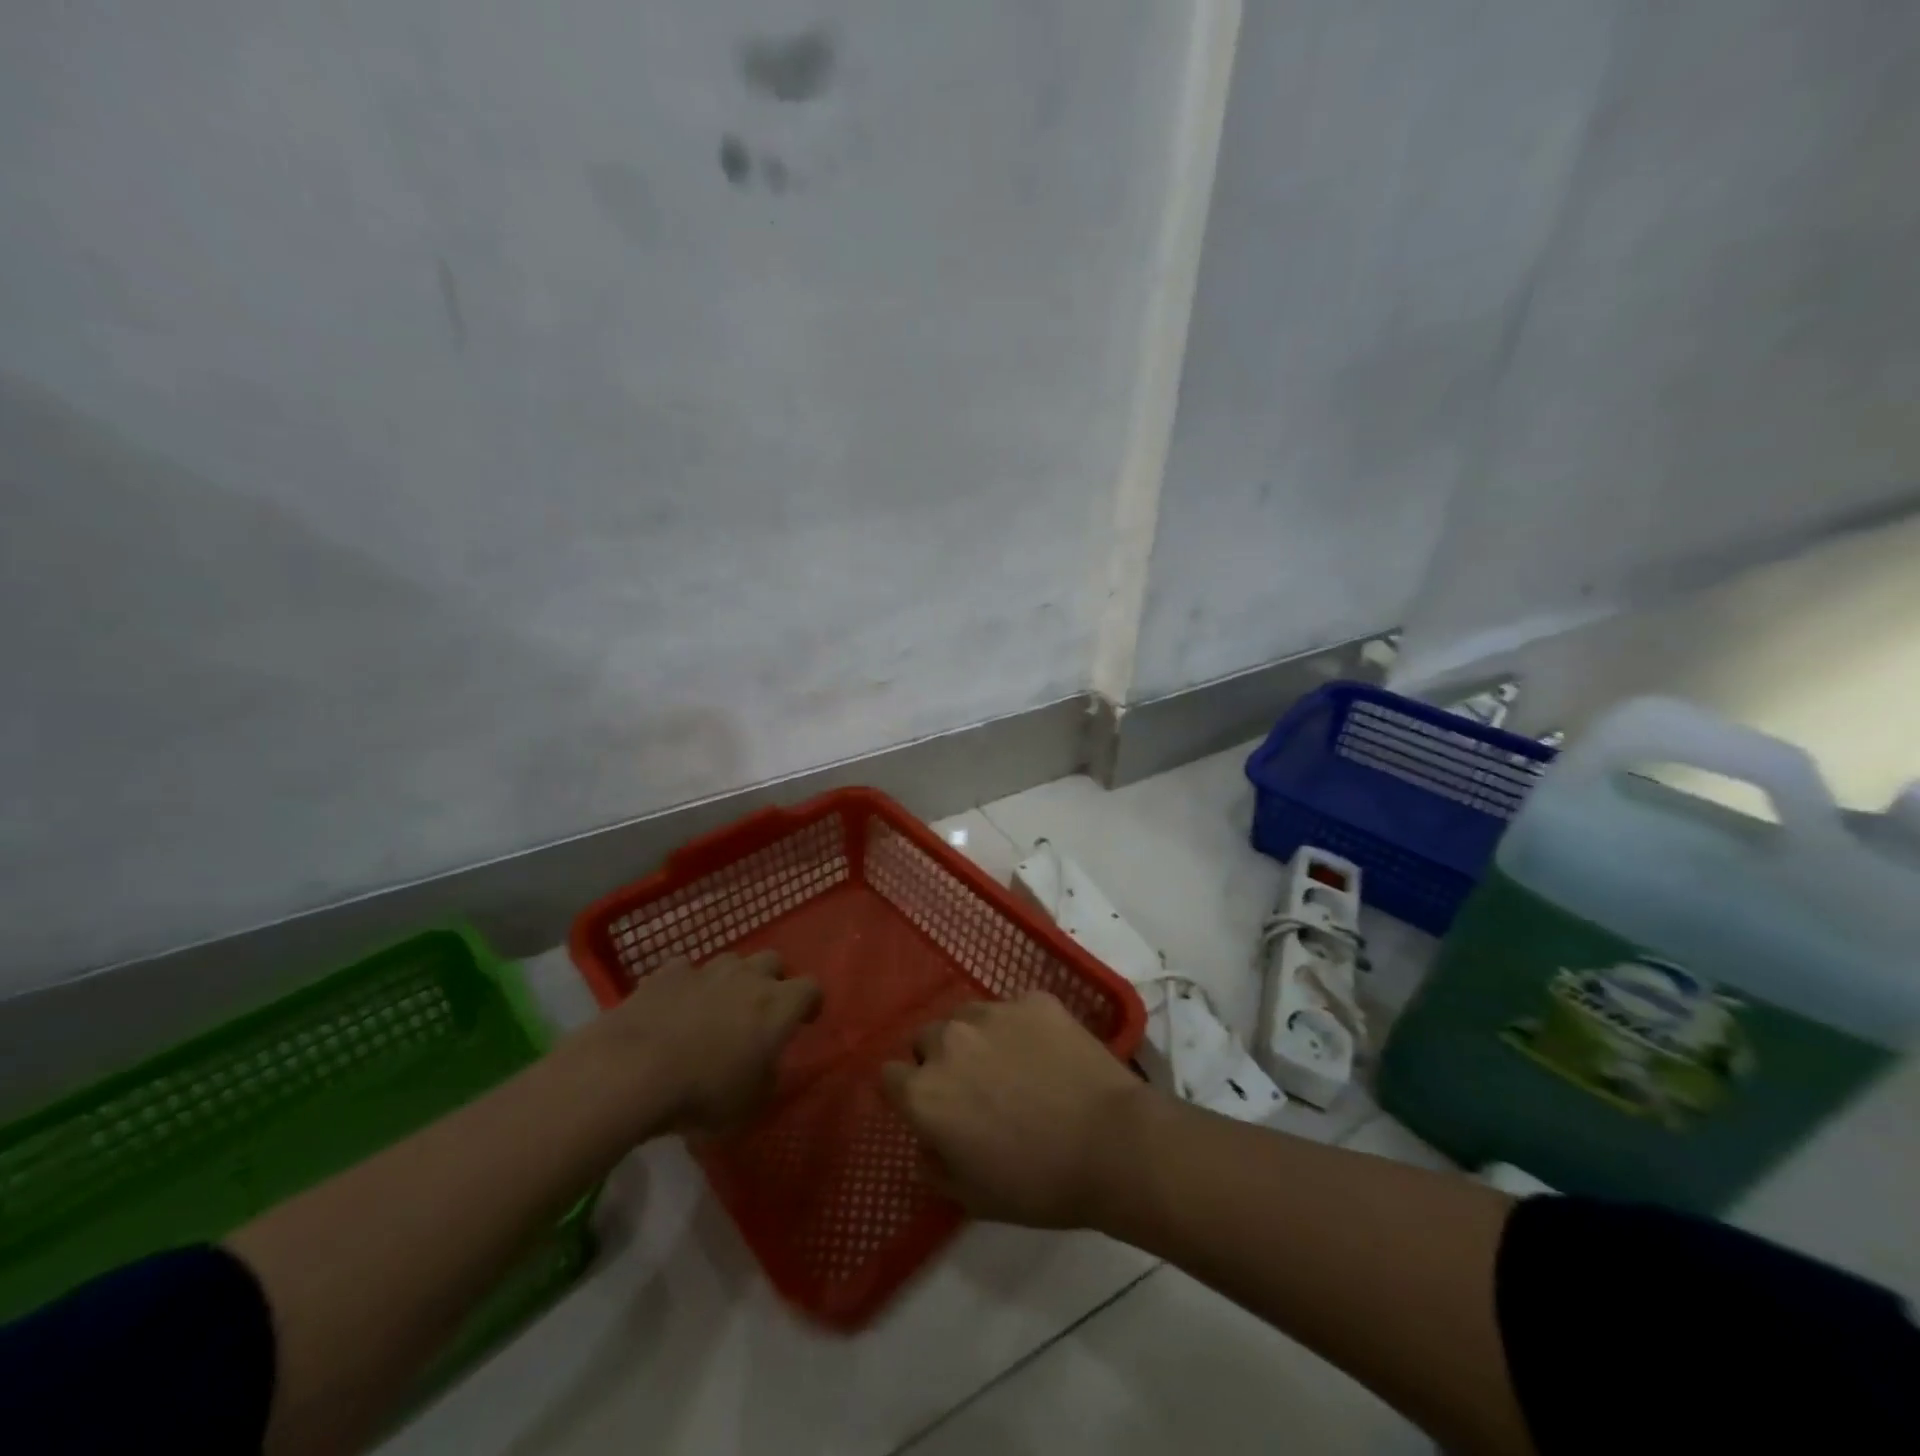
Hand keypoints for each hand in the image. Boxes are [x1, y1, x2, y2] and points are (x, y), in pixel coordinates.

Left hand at [595, 950, 820, 1134]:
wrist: (632, 1071)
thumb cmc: (702, 1093)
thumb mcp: (749, 1103)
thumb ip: (766, 1076)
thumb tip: (765, 1065)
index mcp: (778, 1006)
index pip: (811, 988)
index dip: (810, 1003)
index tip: (803, 1021)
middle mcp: (748, 977)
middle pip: (773, 961)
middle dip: (771, 980)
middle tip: (759, 1011)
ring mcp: (706, 970)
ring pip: (731, 960)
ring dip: (731, 979)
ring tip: (715, 1007)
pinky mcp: (667, 973)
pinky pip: (686, 970)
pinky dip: (687, 985)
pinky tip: (675, 1006)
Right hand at [882, 991, 1146, 1227]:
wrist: (1113, 1145)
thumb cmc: (1038, 1183)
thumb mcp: (972, 1197)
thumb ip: (933, 1165)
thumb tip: (926, 1142)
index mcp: (925, 1091)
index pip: (888, 1076)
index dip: (905, 1092)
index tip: (928, 1107)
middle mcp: (950, 1041)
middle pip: (926, 1038)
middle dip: (940, 1060)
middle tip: (973, 1088)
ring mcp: (994, 1012)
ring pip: (967, 1016)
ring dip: (976, 1037)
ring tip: (1012, 1065)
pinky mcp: (1034, 999)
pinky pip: (1014, 1009)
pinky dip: (1021, 1027)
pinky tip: (1048, 1054)